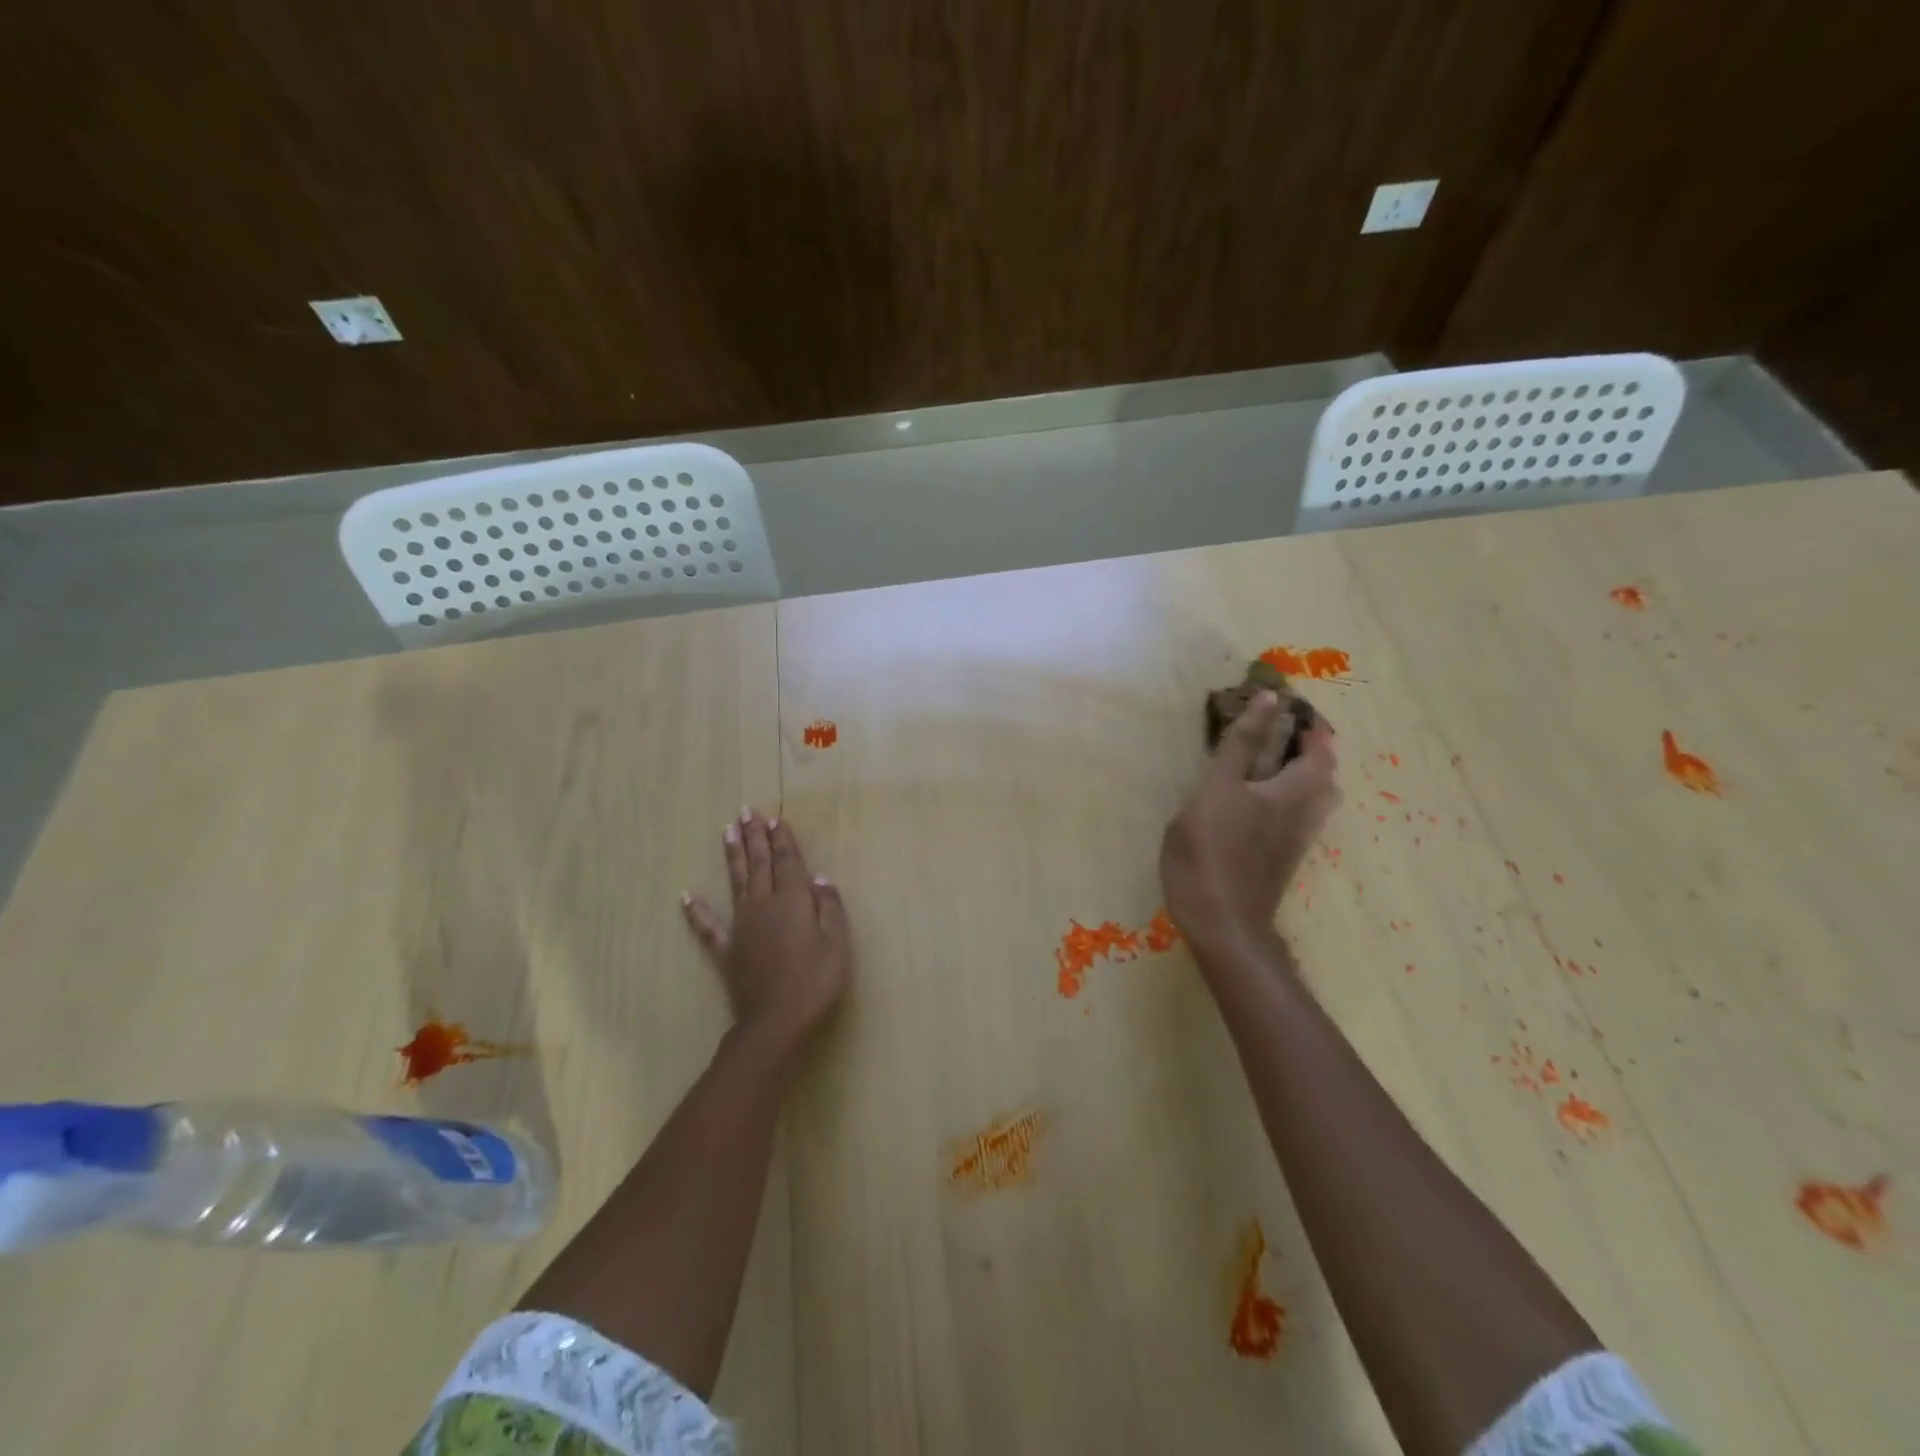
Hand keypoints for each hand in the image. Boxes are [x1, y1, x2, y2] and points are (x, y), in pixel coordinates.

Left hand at [683, 809, 851, 1049]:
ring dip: (732, 856)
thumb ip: (829, 907)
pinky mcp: (728, 951)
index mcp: (793, 901)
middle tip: (747, 811)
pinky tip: (686, 897)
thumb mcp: (837, 942)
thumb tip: (819, 878)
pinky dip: (696, 912)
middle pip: (759, 864)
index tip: (776, 818)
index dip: (783, 839)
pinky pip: (708, 927)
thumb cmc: (816, 981)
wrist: (777, 1022)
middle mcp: (764, 905)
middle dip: (755, 837)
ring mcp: (742, 927)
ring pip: (736, 883)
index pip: (788, 862)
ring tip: (727, 831)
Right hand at [1160, 692, 1338, 952]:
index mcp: (1281, 791)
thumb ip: (1239, 748)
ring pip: (1320, 794)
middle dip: (1312, 745)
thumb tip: (1268, 700)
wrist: (1223, 924)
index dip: (1291, 719)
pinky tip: (1275, 797)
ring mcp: (1295, 837)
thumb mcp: (1213, 793)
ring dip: (1311, 769)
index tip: (1282, 700)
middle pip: (1323, 771)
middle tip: (1287, 729)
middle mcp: (1299, 810)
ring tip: (1285, 759)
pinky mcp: (1286, 856)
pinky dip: (1299, 793)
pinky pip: (1306, 813)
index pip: (1298, 744)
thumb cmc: (1208, 855)